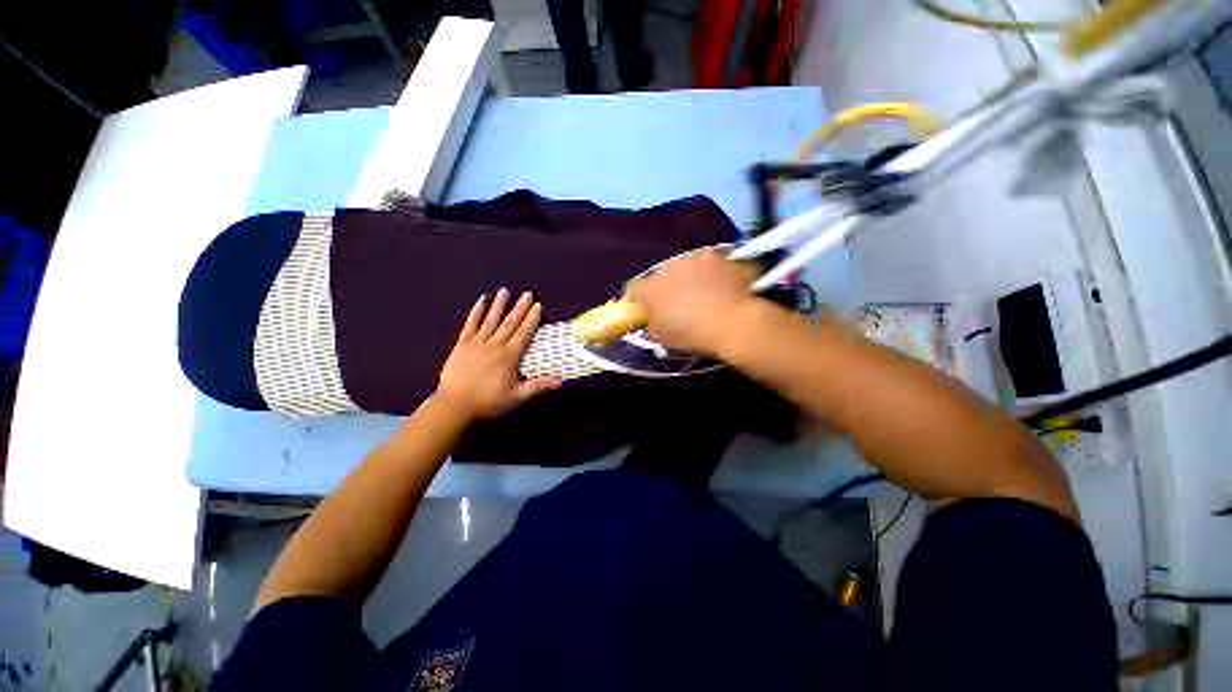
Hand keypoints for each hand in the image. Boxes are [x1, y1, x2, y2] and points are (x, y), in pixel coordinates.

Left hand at [434, 288, 560, 419]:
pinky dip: (476, 312)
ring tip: (505, 291)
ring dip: (499, 305)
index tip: (538, 306)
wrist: (454, 405)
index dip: (532, 319)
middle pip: (509, 323)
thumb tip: (560, 380)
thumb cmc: (487, 402)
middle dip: (520, 308)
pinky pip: (470, 325)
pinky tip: (481, 302)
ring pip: (490, 320)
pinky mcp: (462, 345)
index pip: (524, 333)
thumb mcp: (517, 397)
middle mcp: (494, 345)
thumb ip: (538, 386)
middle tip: (527, 294)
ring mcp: (476, 343)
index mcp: (509, 356)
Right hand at [626, 249, 756, 355]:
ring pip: (685, 268)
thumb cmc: (691, 333)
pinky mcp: (718, 258)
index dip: (638, 300)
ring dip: (688, 278)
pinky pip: (709, 266)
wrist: (732, 322)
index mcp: (651, 288)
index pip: (634, 290)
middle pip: (660, 276)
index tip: (645, 308)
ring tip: (701, 294)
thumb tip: (652, 318)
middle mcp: (669, 268)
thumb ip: (651, 324)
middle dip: (665, 287)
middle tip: (676, 303)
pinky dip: (711, 275)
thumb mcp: (662, 338)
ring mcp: (695, 260)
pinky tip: (721, 288)